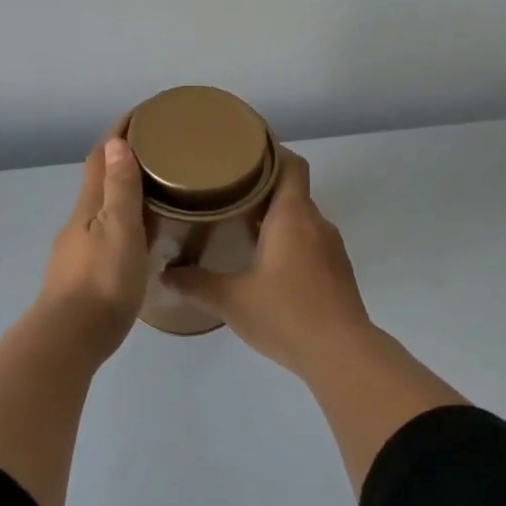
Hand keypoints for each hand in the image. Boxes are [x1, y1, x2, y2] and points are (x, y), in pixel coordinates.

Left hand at [34, 135, 149, 361]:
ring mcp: (77, 250)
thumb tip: (117, 143)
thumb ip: (120, 189)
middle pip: (99, 181)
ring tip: (157, 192)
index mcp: (88, 207)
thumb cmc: (102, 282)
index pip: (101, 158)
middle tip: (158, 152)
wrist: (69, 339)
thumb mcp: (120, 231)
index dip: (118, 133)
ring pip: (103, 209)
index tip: (141, 114)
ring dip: (124, 193)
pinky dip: (125, 223)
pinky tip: (141, 238)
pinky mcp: (83, 274)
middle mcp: (79, 223)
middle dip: (123, 161)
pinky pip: (107, 234)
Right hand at [163, 149, 374, 377]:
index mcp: (292, 216)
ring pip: (301, 219)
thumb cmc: (285, 314)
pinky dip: (289, 242)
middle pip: (292, 191)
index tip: (243, 152)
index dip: (271, 152)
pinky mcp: (338, 272)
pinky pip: (310, 242)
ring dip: (275, 218)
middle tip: (225, 192)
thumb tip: (164, 275)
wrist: (341, 354)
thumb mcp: (231, 299)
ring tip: (240, 226)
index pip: (291, 164)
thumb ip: (195, 284)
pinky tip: (266, 264)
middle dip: (262, 188)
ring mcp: (332, 248)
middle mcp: (316, 223)